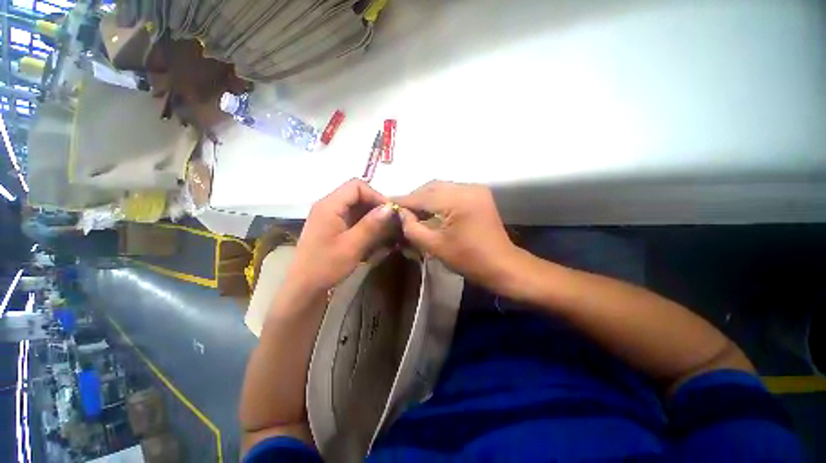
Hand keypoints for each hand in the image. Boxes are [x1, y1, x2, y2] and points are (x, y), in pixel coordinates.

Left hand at [284, 179, 393, 297]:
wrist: (305, 287)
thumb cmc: (326, 266)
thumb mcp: (352, 246)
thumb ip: (371, 225)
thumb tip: (390, 207)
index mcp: (329, 205)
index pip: (357, 186)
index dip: (375, 196)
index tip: (389, 213)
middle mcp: (328, 206)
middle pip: (357, 195)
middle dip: (375, 207)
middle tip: (390, 223)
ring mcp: (330, 216)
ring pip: (357, 207)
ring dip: (372, 217)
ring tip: (385, 231)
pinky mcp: (333, 227)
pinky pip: (353, 218)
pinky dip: (366, 225)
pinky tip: (375, 237)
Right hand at [396, 181, 517, 290]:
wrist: (501, 265)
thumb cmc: (468, 259)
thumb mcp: (434, 246)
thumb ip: (412, 228)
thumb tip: (400, 213)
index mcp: (458, 200)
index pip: (422, 196)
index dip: (403, 200)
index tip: (386, 204)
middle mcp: (468, 187)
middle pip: (432, 187)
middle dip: (414, 198)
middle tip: (401, 211)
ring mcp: (475, 189)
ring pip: (441, 188)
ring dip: (426, 198)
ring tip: (414, 212)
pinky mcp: (478, 194)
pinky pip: (451, 192)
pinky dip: (438, 199)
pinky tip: (431, 210)